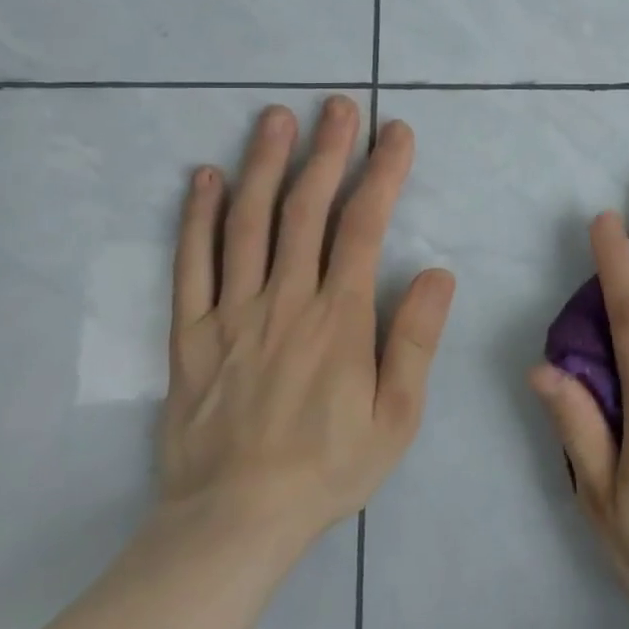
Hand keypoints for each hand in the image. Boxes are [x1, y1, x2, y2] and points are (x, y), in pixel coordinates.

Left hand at [157, 98, 454, 561]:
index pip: (364, 226)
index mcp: (339, 318)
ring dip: (264, 164)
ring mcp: (232, 314)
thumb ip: (415, 341)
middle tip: (337, 105)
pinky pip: (191, 265)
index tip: (395, 133)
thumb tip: (438, 273)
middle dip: (326, 150)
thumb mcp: (397, 417)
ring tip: (275, 117)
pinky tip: (205, 178)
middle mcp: (285, 301)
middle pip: (306, 209)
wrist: (232, 523)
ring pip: (248, 224)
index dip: (382, 173)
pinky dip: (198, 217)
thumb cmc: (328, 468)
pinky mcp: (191, 334)